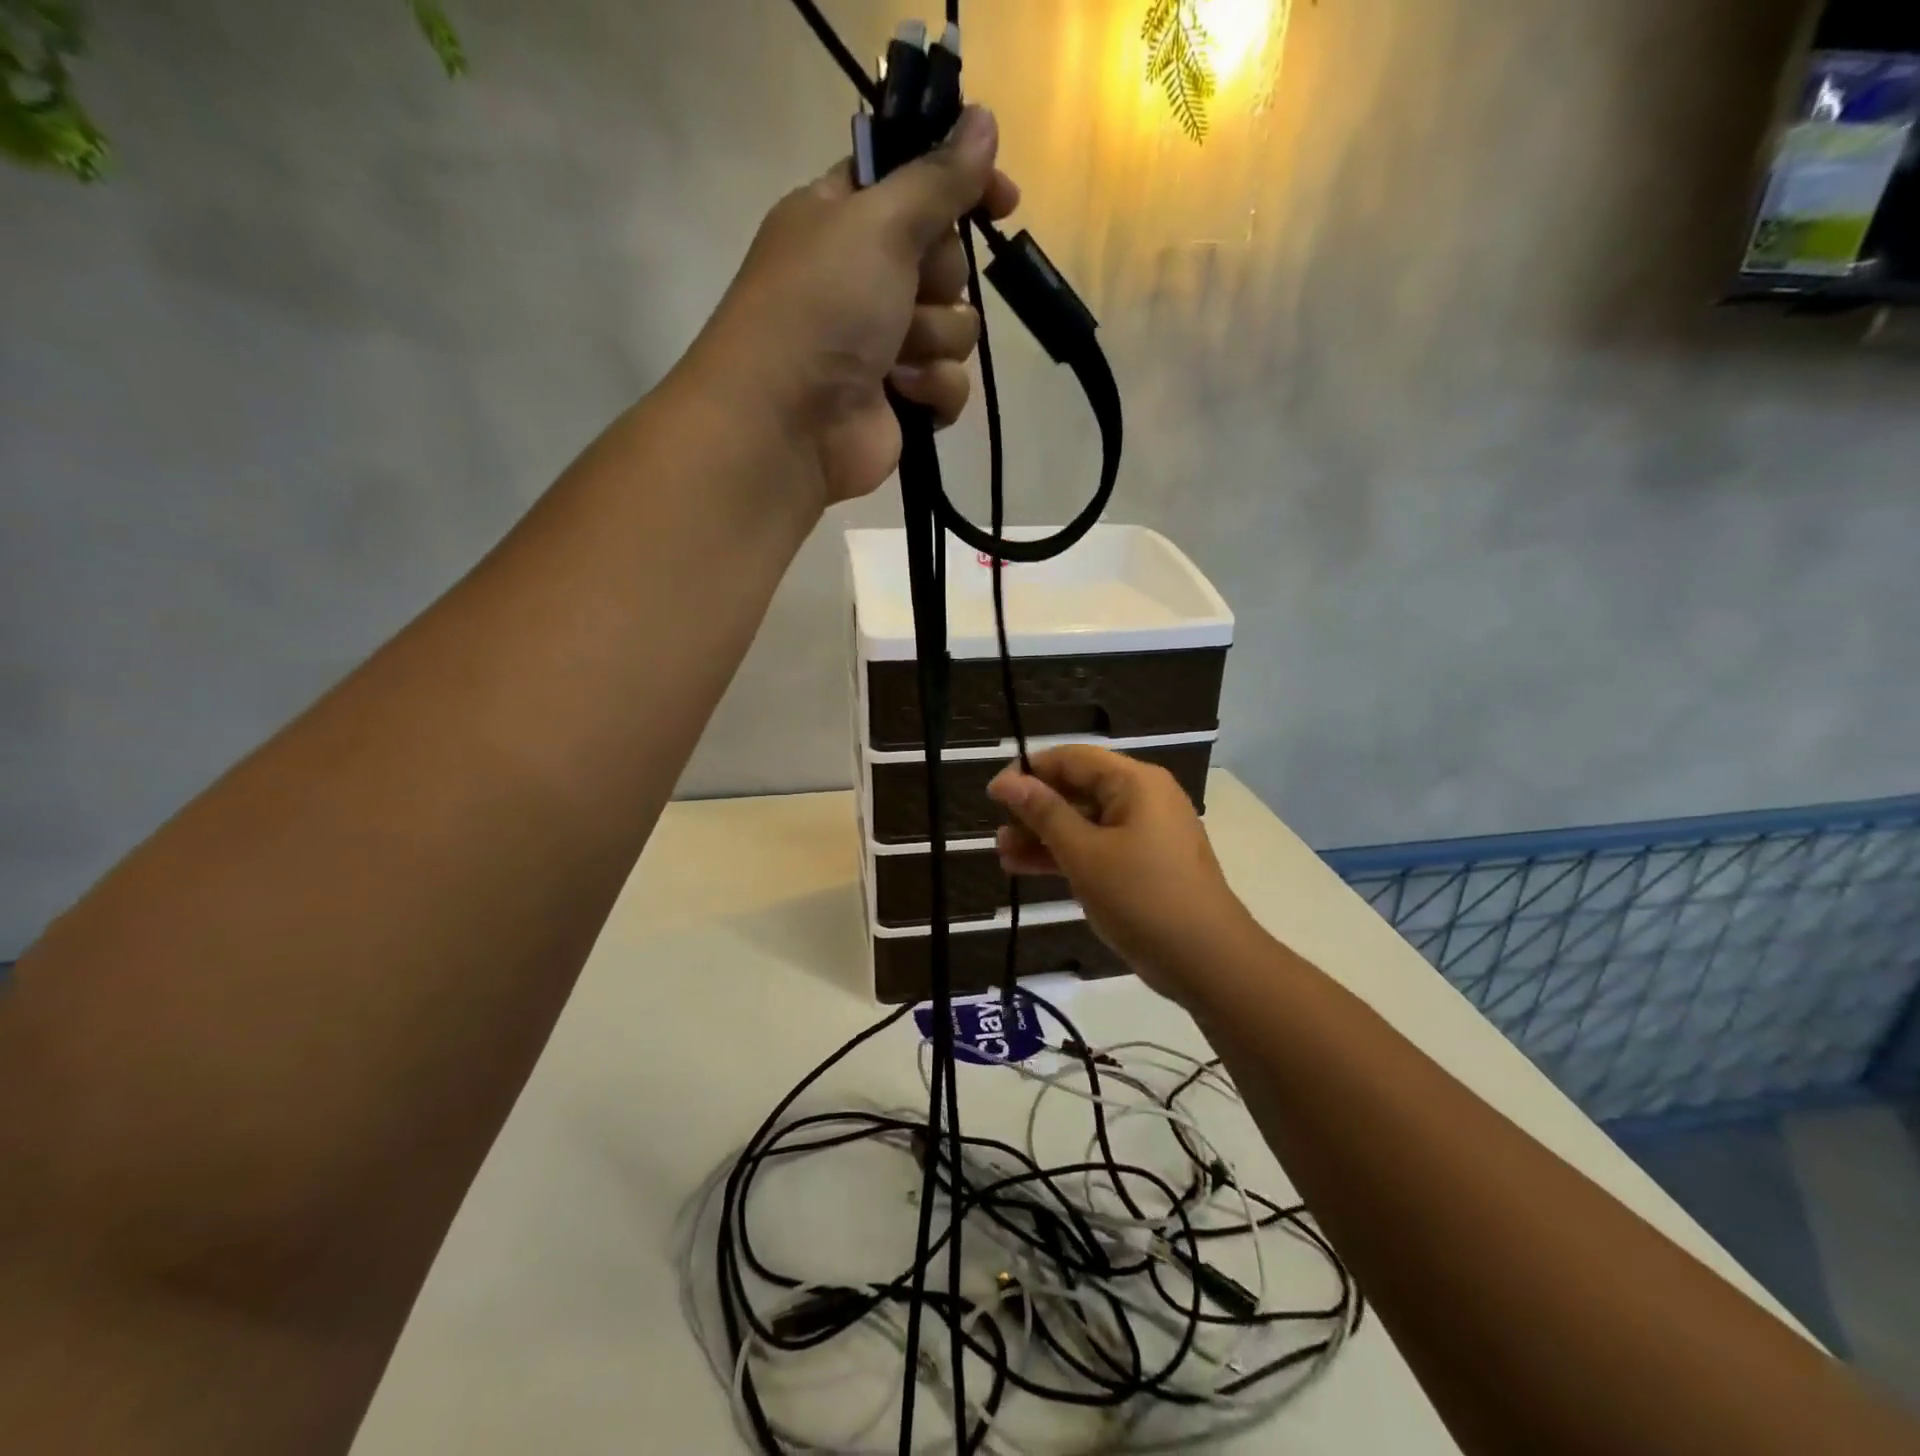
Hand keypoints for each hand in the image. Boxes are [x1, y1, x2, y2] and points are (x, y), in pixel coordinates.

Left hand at [690, 105, 1020, 510]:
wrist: (788, 425)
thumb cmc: (821, 308)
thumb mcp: (878, 224)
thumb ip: (937, 178)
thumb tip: (983, 119)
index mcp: (844, 218)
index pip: (916, 182)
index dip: (959, 185)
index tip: (1002, 199)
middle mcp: (865, 278)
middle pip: (946, 260)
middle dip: (940, 280)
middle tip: (910, 293)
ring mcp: (885, 344)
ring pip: (957, 327)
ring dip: (934, 341)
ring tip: (894, 359)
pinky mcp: (903, 401)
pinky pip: (951, 384)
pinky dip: (933, 390)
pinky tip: (904, 396)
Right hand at [988, 746, 1260, 1004]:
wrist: (1207, 961)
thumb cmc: (1142, 897)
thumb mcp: (1084, 853)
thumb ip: (1044, 813)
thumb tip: (1006, 780)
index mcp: (1135, 782)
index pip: (1072, 759)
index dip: (1030, 771)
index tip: (994, 793)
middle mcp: (1143, 798)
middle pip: (1078, 789)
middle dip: (1035, 809)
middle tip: (998, 831)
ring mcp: (1146, 832)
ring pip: (1085, 822)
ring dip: (1045, 836)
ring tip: (1003, 854)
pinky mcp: (1146, 864)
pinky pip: (1099, 847)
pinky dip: (1067, 855)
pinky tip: (1026, 869)